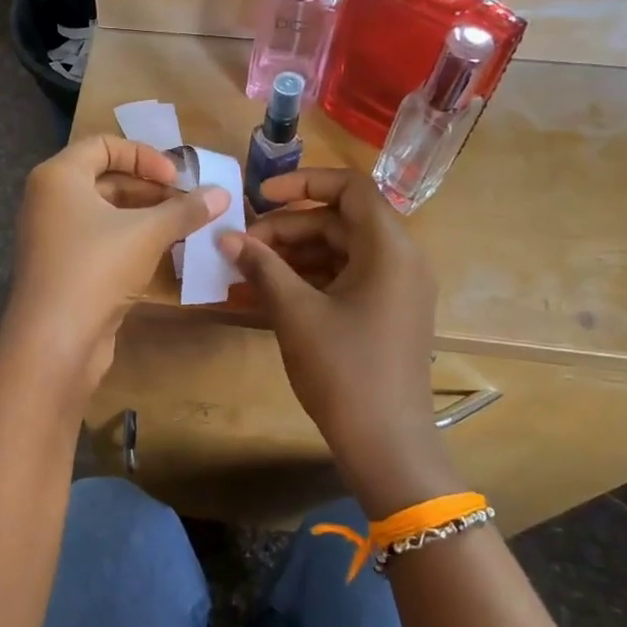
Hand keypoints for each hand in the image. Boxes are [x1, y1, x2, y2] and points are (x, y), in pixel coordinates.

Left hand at [3, 136, 227, 392]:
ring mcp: (52, 237)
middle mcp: (48, 200)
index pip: (104, 145)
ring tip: (182, 228)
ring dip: (144, 217)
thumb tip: (222, 194)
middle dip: (150, 188)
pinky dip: (129, 241)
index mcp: (58, 177)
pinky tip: (162, 254)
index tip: (178, 179)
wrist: (55, 340)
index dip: (145, 156)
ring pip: (104, 213)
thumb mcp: (148, 233)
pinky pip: (99, 241)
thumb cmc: (96, 268)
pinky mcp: (61, 269)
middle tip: (188, 204)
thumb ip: (186, 210)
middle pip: (105, 179)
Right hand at [220, 168, 449, 512]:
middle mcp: (400, 259)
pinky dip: (308, 281)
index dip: (303, 183)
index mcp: (389, 248)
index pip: (350, 188)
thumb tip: (226, 237)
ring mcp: (395, 289)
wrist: (386, 443)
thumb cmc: (343, 370)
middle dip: (287, 229)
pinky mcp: (385, 314)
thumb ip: (262, 267)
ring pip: (339, 252)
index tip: (259, 196)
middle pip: (339, 222)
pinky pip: (344, 280)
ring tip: (247, 271)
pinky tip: (267, 294)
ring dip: (292, 256)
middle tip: (242, 247)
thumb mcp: (296, 313)